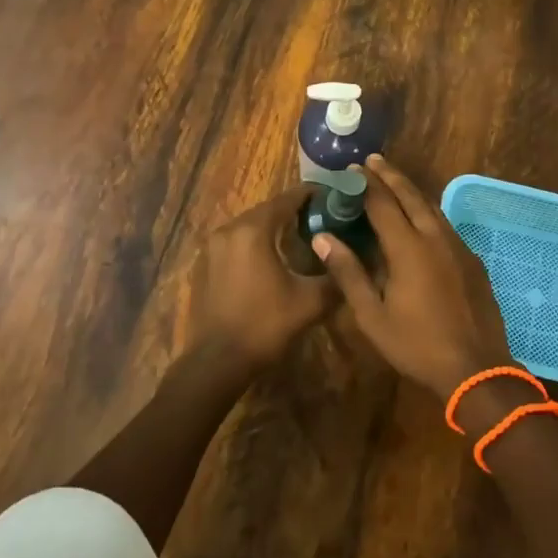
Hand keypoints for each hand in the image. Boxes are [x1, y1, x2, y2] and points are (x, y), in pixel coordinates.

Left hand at [181, 189, 335, 368]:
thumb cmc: (264, 326)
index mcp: (253, 230)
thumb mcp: (310, 302)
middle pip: (267, 210)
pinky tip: (272, 260)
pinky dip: (255, 244)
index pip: (287, 199)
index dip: (312, 195)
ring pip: (250, 227)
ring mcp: (212, 248)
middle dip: (294, 211)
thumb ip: (335, 276)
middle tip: (322, 218)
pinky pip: (236, 243)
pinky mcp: (205, 265)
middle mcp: (229, 230)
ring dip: (273, 228)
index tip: (333, 196)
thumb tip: (352, 263)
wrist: (217, 362)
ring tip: (300, 237)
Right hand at [312, 155, 510, 399]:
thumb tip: (322, 238)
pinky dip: (428, 212)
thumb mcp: (372, 315)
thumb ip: (348, 273)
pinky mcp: (472, 260)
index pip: (382, 204)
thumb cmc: (416, 344)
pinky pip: (446, 225)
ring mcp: (458, 247)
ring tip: (394, 181)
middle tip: (373, 160)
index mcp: (408, 248)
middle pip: (411, 196)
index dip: (365, 185)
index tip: (351, 169)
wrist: (476, 368)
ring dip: (411, 191)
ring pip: (432, 207)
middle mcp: (435, 237)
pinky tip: (422, 219)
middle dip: (390, 176)